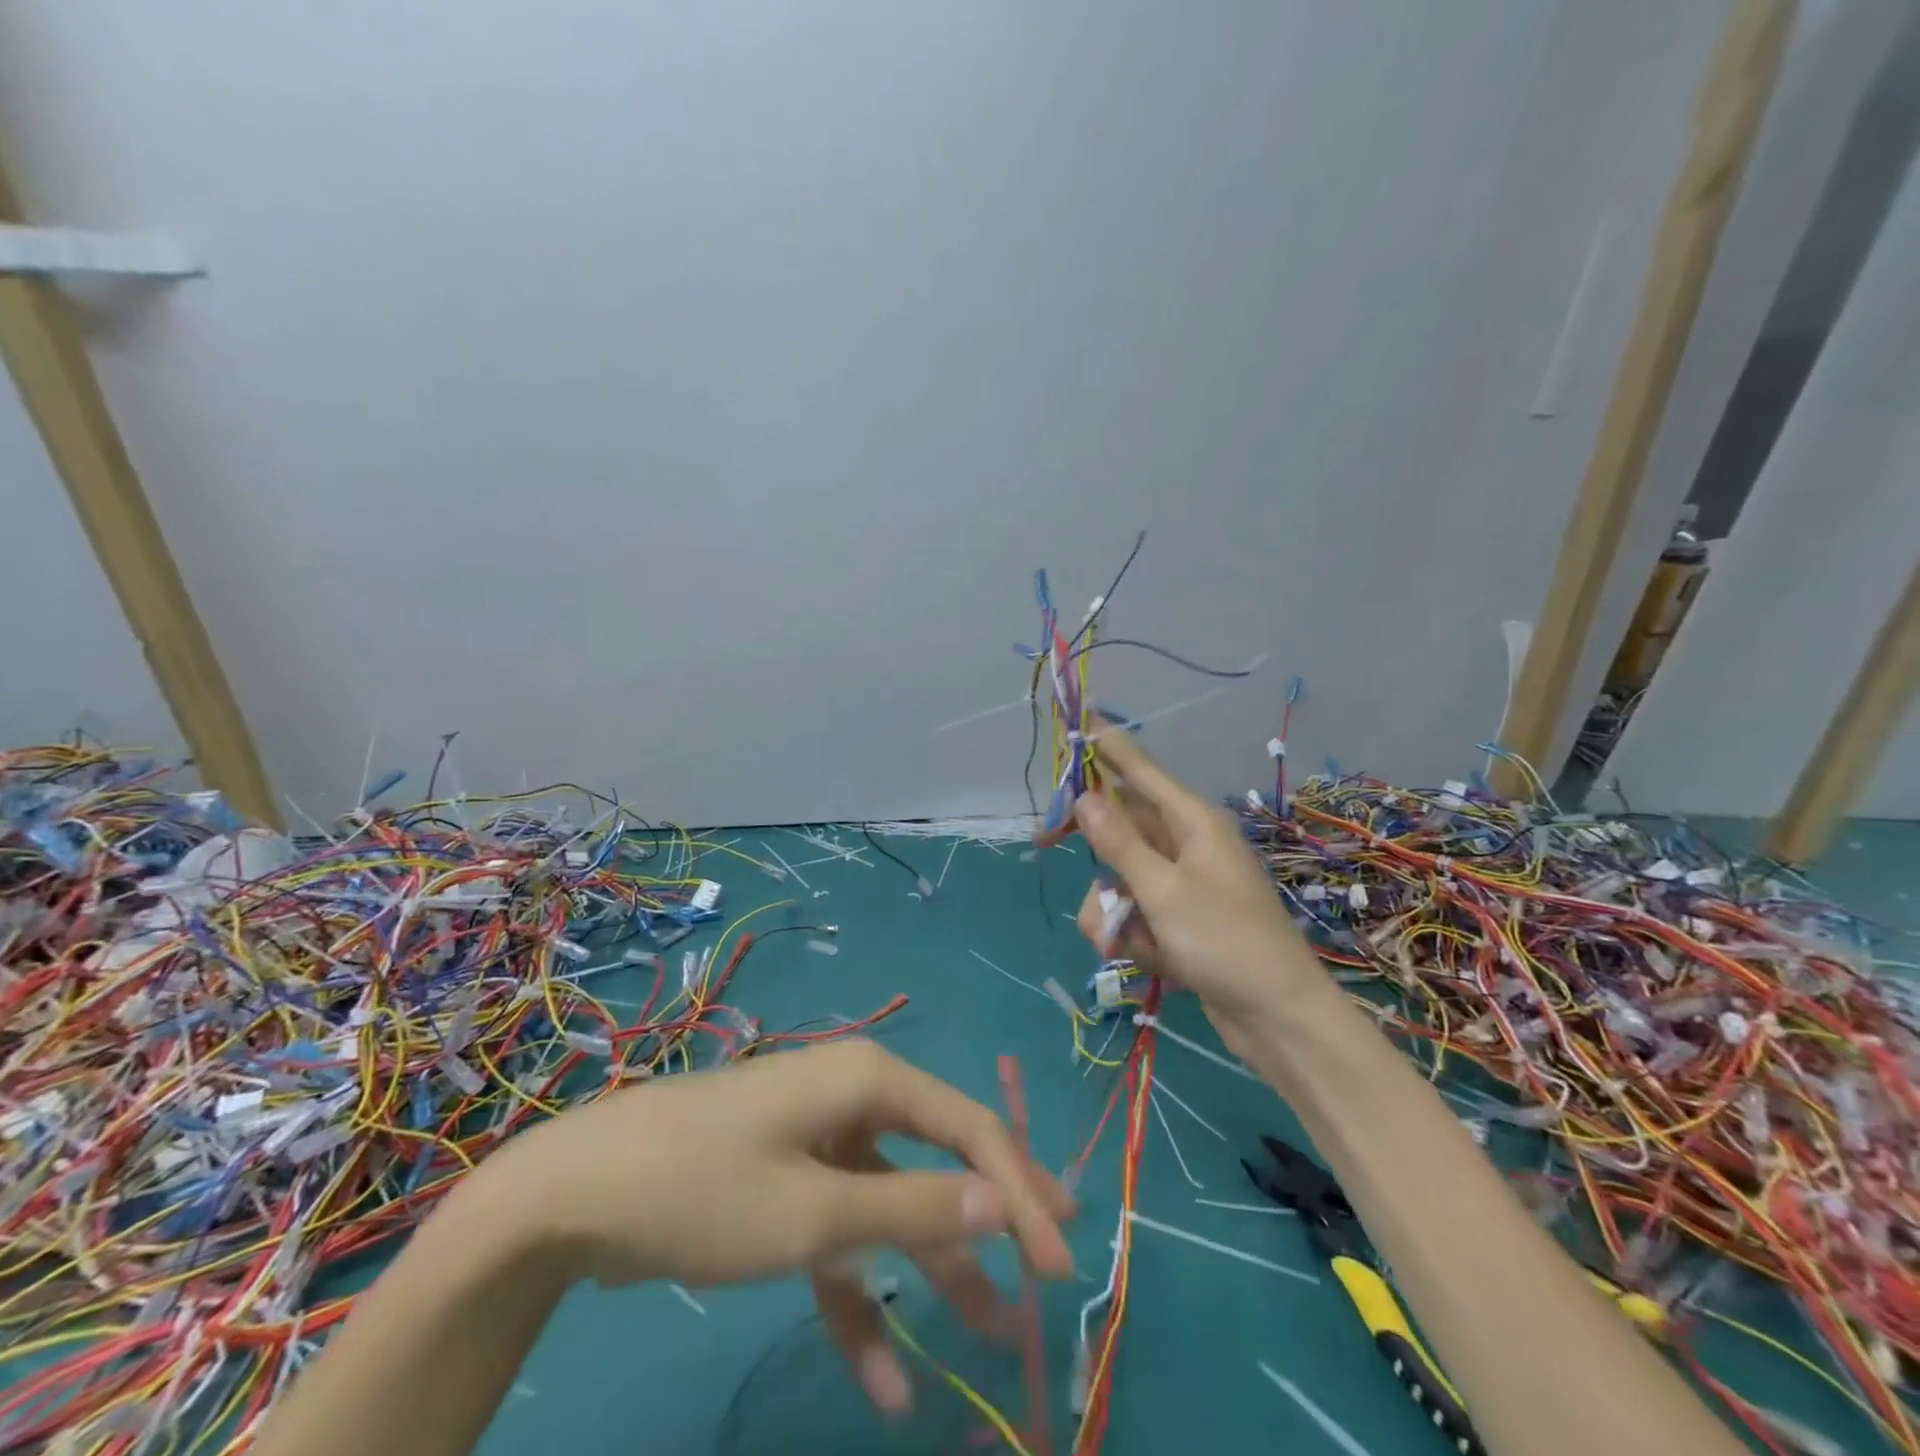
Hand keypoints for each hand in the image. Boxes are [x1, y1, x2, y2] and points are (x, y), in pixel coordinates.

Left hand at [489, 1040, 1074, 1412]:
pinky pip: (841, 1233)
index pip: (972, 1129)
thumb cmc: (705, 1187)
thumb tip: (1006, 1199)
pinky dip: (861, 1295)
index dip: (1021, 1192)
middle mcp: (853, 1096)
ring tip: (988, 1333)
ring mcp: (819, 1138)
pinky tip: (883, 1378)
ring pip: (894, 1202)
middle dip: (991, 1217)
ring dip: (932, 1268)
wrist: (573, 1196)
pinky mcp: (788, 1179)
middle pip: (941, 1156)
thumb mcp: (815, 1212)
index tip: (1058, 1264)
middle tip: (1047, 1269)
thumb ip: (914, 1207)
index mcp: (870, 1080)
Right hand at [1037, 727, 1316, 1029]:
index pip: (1141, 771)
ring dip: (1110, 908)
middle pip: (1120, 825)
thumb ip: (1120, 843)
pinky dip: (1130, 933)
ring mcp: (1180, 884)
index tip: (1081, 721)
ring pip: (1118, 875)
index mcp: (1192, 822)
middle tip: (1044, 842)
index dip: (1109, 747)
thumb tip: (1085, 796)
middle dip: (1091, 847)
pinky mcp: (1176, 919)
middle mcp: (1185, 844)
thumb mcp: (1163, 891)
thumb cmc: (1225, 942)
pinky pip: (1134, 911)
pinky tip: (1144, 958)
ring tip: (1121, 941)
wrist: (1277, 1018)